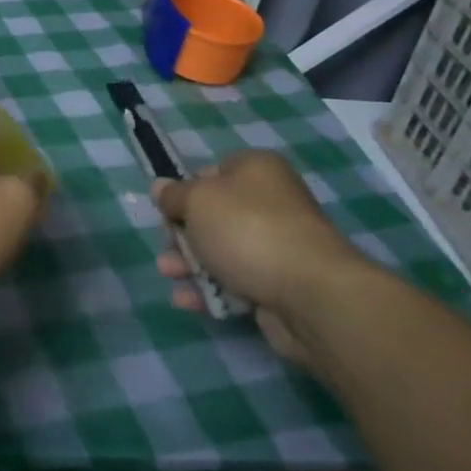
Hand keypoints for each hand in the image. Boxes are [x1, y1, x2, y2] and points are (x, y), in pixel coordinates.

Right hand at [152, 150, 375, 364]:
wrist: (310, 294)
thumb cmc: (247, 230)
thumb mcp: (197, 201)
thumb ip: (173, 195)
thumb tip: (160, 188)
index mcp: (256, 170)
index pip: (211, 172)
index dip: (185, 190)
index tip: (167, 211)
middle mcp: (270, 202)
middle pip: (213, 215)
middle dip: (182, 234)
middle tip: (166, 246)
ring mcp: (277, 245)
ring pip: (221, 250)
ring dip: (189, 263)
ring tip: (169, 275)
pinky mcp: (279, 283)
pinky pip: (235, 281)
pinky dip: (211, 289)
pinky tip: (189, 300)